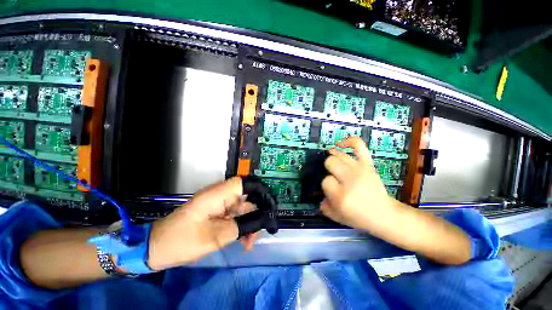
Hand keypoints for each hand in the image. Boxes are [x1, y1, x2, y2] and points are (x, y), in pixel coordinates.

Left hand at [148, 177, 256, 270]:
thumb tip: (263, 219)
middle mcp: (220, 195)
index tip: (269, 205)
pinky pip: (234, 215)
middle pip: (246, 198)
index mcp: (218, 194)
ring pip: (241, 209)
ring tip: (249, 243)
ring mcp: (218, 203)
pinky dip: (240, 226)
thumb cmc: (183, 241)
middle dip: (255, 214)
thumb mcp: (217, 236)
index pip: (245, 183)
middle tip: (259, 232)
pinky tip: (242, 241)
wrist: (156, 248)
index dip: (260, 191)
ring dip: (248, 224)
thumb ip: (243, 226)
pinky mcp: (216, 212)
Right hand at [320, 137, 396, 230]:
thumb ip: (324, 206)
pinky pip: (358, 145)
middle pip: (330, 163)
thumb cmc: (360, 217)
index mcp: (341, 195)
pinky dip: (348, 141)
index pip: (325, 180)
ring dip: (334, 159)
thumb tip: (320, 195)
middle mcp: (350, 180)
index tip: (332, 191)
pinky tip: (339, 144)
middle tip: (334, 177)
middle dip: (328, 169)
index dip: (326, 185)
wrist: (385, 215)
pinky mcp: (368, 164)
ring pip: (339, 155)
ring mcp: (360, 170)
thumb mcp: (337, 217)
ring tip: (334, 164)